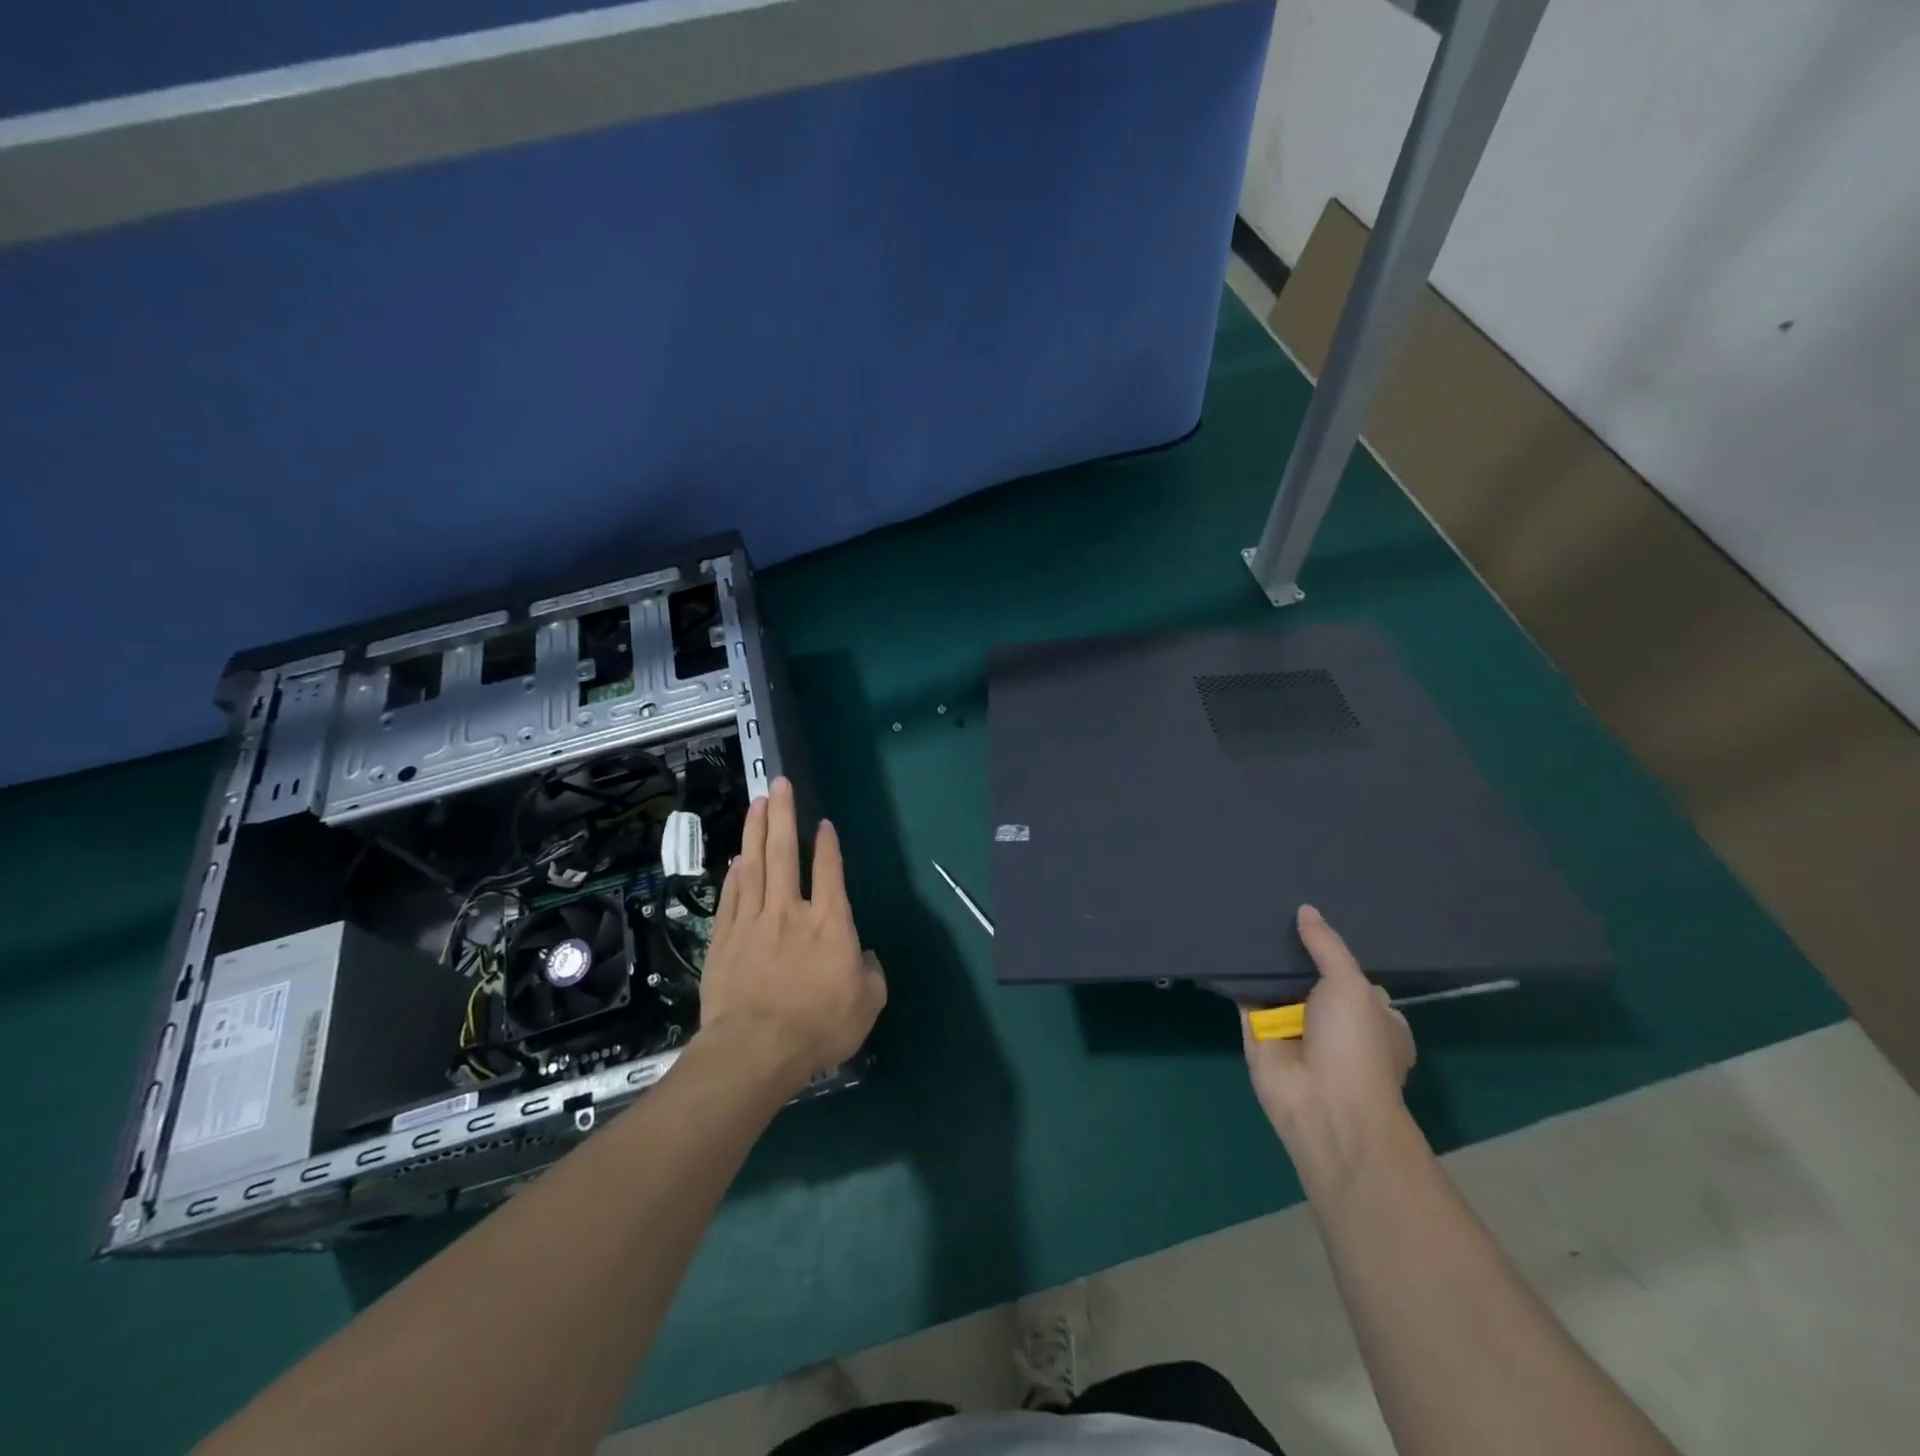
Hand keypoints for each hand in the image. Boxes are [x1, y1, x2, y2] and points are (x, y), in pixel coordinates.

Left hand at [697, 778, 886, 1089]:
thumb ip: (871, 974)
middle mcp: (791, 911)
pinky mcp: (725, 939)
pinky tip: (737, 858)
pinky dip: (735, 874)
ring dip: (756, 832)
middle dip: (783, 816)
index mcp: (830, 923)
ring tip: (757, 804)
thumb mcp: (867, 1004)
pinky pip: (731, 896)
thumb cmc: (818, 1027)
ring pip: (755, 866)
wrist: (755, 1050)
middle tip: (778, 785)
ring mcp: (754, 922)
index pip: (829, 872)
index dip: (827, 845)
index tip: (823, 823)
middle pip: (786, 854)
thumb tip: (866, 957)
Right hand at [1242, 905, 1414, 1152]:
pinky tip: (1224, 943)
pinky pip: (1245, 996)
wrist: (1323, 1106)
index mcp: (1373, 1017)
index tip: (1316, 916)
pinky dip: (1236, 975)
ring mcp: (1294, 1028)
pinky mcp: (1258, 1033)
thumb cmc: (1356, 1046)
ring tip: (1245, 912)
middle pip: (1310, 976)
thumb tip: (1306, 910)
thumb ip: (1327, 946)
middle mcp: (1334, 1022)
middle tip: (1273, 904)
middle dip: (1295, 949)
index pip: (1354, 975)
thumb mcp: (1352, 986)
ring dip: (1264, 959)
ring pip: (1276, 984)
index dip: (1336, 949)